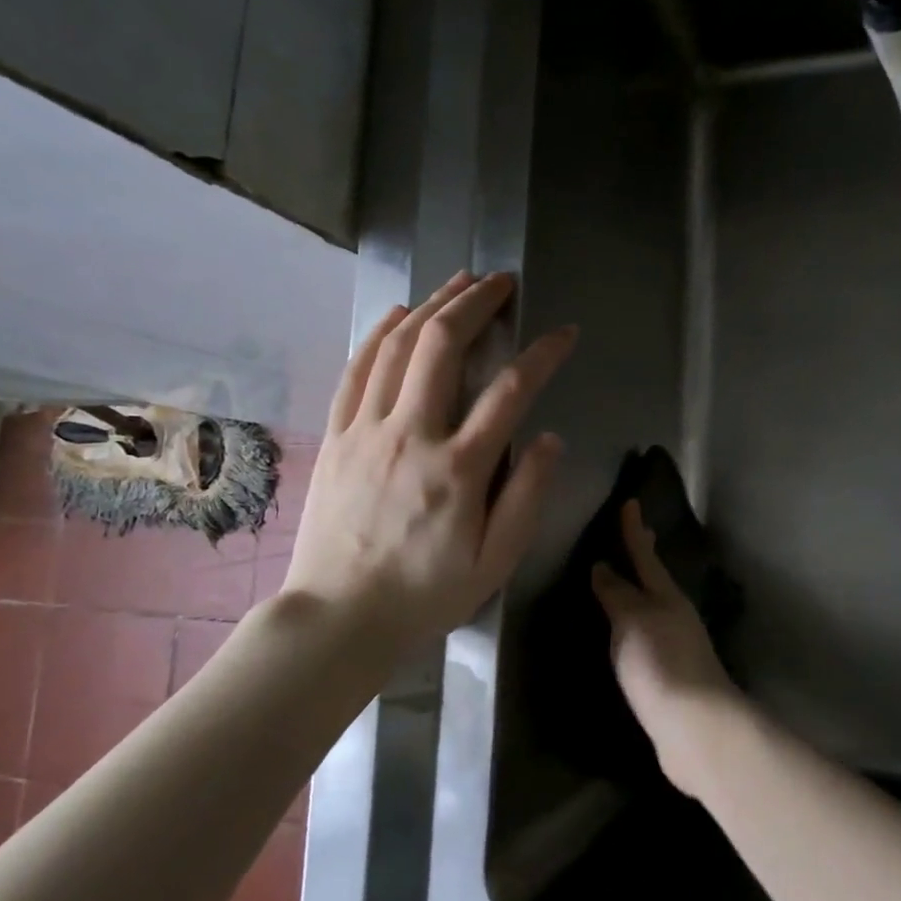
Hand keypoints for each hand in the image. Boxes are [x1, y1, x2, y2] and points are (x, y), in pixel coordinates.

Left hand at [284, 269, 576, 655]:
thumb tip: (549, 438)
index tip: (564, 333)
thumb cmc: (427, 593)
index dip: (542, 354)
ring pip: (397, 347)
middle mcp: (410, 436)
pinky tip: (398, 314)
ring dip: (431, 306)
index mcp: (458, 469)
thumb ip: (526, 496)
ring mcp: (365, 432)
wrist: (338, 618)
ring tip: (459, 282)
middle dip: (476, 303)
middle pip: (442, 346)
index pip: (510, 391)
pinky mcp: (336, 438)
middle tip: (503, 281)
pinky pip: (357, 370)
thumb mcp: (496, 561)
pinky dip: (380, 333)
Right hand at [591, 500, 746, 795]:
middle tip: (633, 534)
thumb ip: (617, 593)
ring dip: (638, 590)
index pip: (645, 555)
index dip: (634, 530)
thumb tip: (603, 567)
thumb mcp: (633, 620)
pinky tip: (624, 633)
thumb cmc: (661, 663)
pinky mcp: (669, 676)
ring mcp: (675, 646)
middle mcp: (674, 615)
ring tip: (621, 580)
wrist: (694, 728)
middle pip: (654, 578)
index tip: (630, 502)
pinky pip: (646, 636)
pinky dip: (634, 624)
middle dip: (642, 556)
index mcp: (667, 596)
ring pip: (652, 606)